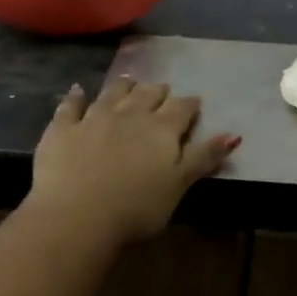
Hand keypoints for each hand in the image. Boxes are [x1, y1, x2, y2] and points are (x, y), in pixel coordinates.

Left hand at [27, 77, 239, 244]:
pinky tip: (77, 90)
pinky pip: (70, 106)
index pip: (181, 109)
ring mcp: (93, 118)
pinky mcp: (62, 129)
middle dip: (157, 91)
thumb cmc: (137, 207)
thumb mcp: (179, 185)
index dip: (189, 105)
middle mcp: (129, 115)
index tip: (195, 102)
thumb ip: (204, 157)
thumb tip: (234, 134)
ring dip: (123, 86)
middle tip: (162, 89)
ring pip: (112, 94)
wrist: (77, 215)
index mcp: (161, 129)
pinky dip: (75, 96)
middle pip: (147, 95)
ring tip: (129, 80)